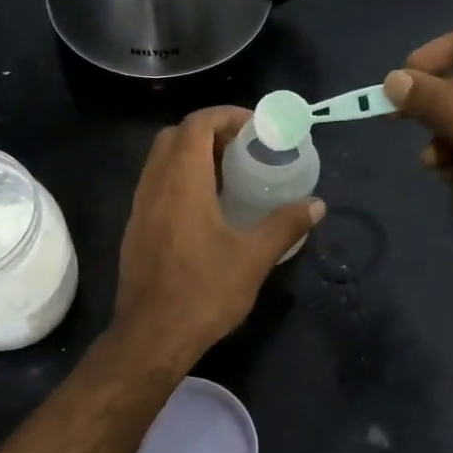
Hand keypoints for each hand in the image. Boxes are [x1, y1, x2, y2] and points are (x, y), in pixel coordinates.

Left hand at [113, 106, 323, 365]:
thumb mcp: (253, 258)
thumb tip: (316, 205)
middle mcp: (154, 186)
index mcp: (181, 182)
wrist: (151, 336)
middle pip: (174, 136)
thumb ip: (285, 225)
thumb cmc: (203, 292)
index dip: (226, 116)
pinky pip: (155, 187)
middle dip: (209, 132)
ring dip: (191, 157)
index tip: (255, 129)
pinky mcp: (135, 230)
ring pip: (160, 162)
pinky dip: (178, 181)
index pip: (197, 124)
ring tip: (228, 176)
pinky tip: (205, 209)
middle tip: (242, 150)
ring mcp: (139, 208)